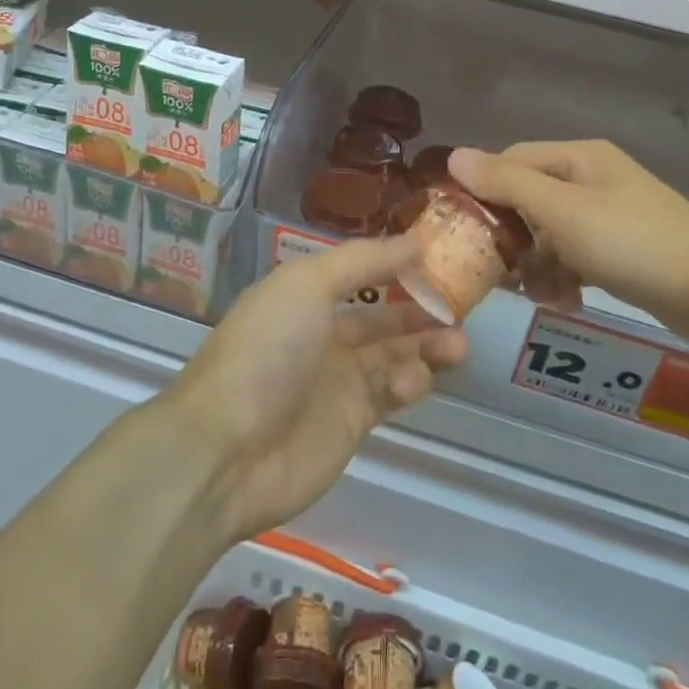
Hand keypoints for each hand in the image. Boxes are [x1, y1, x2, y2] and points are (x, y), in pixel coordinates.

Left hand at [169, 236, 466, 544]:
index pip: (361, 273)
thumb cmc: (267, 350)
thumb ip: (364, 260)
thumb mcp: (308, 284)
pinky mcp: (352, 424)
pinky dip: (409, 383)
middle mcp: (323, 334)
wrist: (228, 450)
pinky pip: (391, 394)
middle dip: (421, 309)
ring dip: (427, 346)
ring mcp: (337, 380)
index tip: (440, 259)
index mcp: (306, 296)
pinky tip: (413, 382)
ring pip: (394, 355)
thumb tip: (415, 239)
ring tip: (457, 344)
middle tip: (460, 307)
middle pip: (382, 316)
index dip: (398, 265)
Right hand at [448, 140, 688, 353]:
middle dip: (511, 236)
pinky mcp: (622, 248)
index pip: (510, 161)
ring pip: (549, 232)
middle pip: (528, 199)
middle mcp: (591, 178)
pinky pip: (576, 255)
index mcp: (577, 158)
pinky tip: (566, 301)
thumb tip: (454, 155)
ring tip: (537, 295)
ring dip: (536, 263)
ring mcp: (608, 214)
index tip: (461, 230)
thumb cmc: (634, 243)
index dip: (482, 191)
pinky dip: (564, 275)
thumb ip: (507, 183)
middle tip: (495, 273)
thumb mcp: (563, 211)